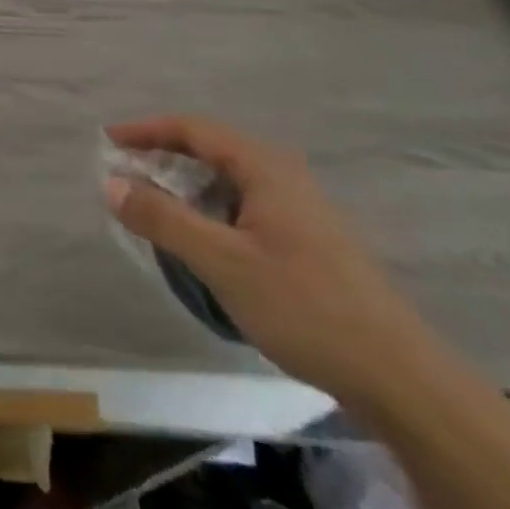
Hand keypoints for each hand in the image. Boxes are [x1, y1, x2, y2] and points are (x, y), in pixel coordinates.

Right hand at [103, 116, 435, 405]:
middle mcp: (283, 176)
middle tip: (124, 175)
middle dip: (163, 156)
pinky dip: (210, 209)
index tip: (108, 141)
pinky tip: (202, 241)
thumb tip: (110, 183)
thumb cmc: (305, 307)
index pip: (193, 129)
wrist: (401, 379)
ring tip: (153, 208)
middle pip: (211, 149)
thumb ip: (163, 219)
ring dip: (186, 185)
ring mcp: (300, 208)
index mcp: (265, 167)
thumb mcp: (222, 262)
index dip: (146, 130)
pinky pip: (245, 205)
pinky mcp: (309, 240)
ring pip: (229, 180)